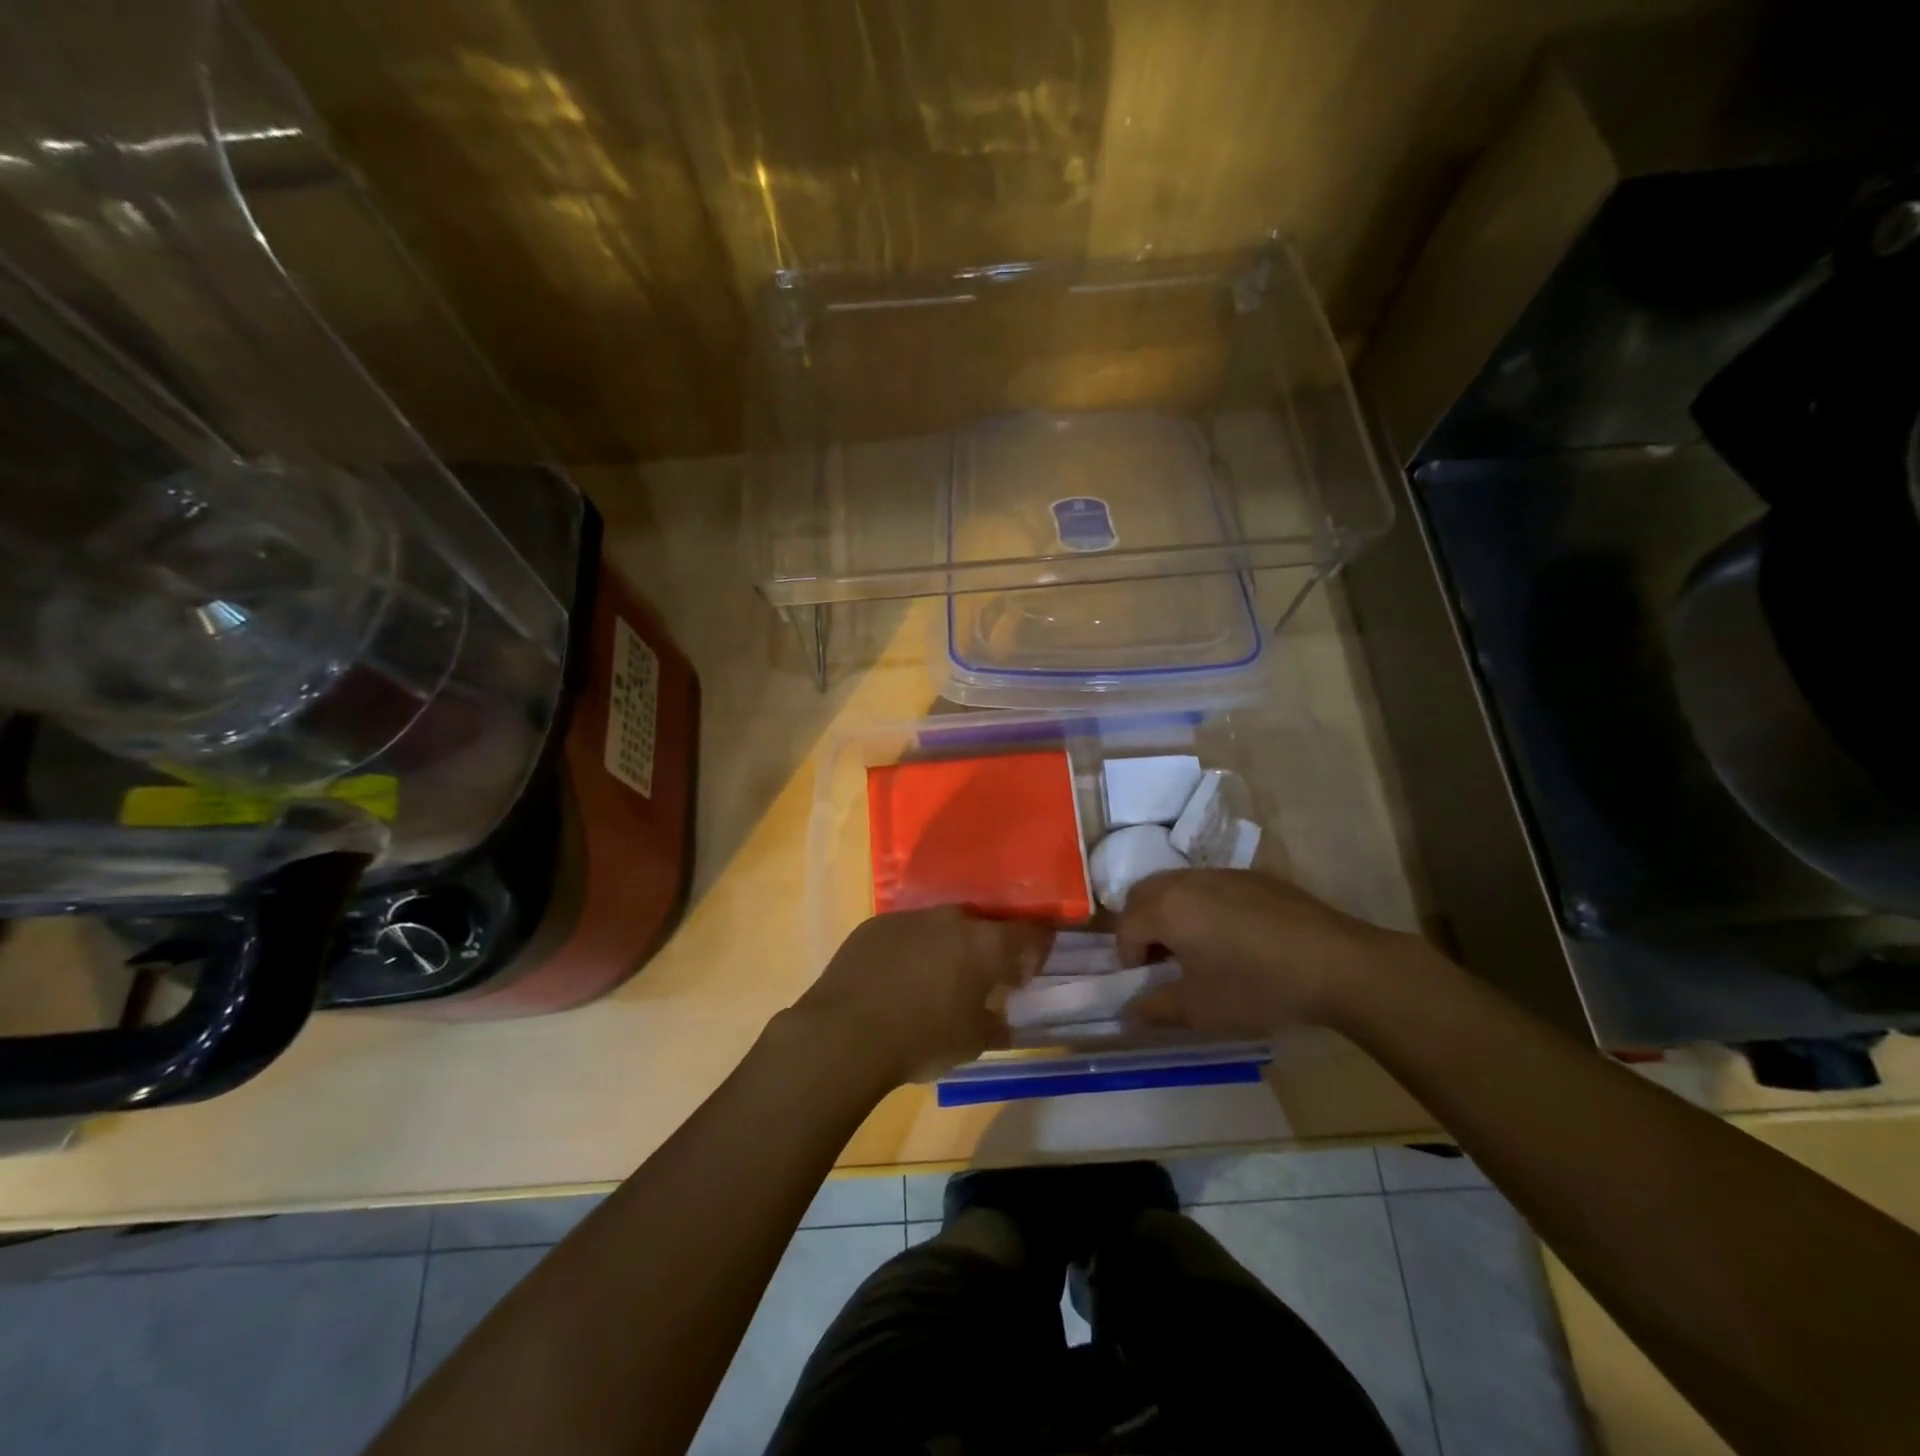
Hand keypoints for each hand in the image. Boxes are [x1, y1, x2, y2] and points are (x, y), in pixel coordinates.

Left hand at [793, 907, 1053, 1084]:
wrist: (845, 1034)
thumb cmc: (921, 1040)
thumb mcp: (973, 1043)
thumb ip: (997, 1023)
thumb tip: (1003, 1017)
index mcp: (984, 943)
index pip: (1029, 933)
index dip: (1036, 950)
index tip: (1026, 974)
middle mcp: (951, 919)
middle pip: (982, 926)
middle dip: (986, 949)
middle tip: (980, 979)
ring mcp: (910, 917)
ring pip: (941, 927)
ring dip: (946, 948)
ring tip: (935, 980)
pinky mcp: (875, 924)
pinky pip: (906, 933)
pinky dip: (911, 950)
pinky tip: (897, 979)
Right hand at [1116, 869, 1430, 1035]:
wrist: (1338, 965)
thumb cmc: (1257, 987)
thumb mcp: (1200, 1010)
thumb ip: (1155, 1008)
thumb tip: (1130, 1010)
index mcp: (1166, 907)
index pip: (1125, 925)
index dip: (1128, 958)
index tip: (1149, 984)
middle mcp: (1187, 880)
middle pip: (1143, 895)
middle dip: (1142, 927)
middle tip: (1163, 962)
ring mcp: (1223, 873)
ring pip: (1177, 886)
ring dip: (1172, 914)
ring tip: (1198, 950)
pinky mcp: (1254, 876)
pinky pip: (1211, 886)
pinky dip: (1204, 907)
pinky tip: (1236, 939)